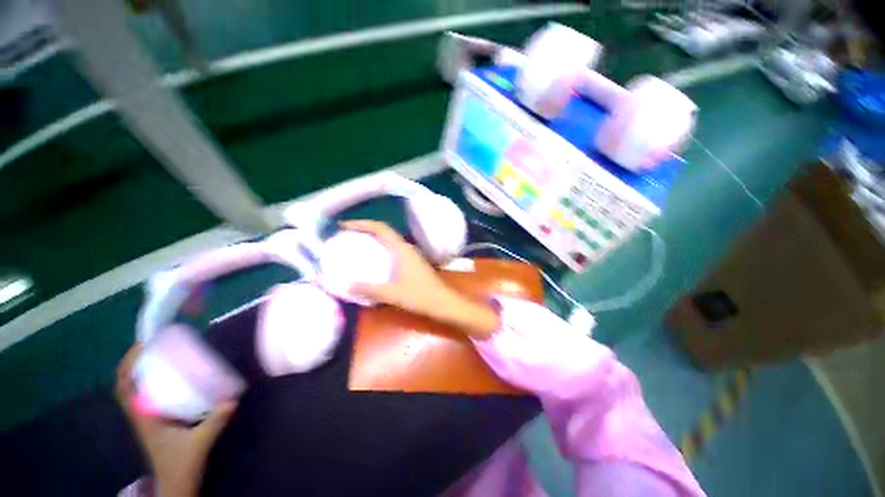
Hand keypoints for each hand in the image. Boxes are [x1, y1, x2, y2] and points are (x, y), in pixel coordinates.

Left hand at [116, 346, 236, 496]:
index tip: (143, 345)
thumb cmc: (181, 465)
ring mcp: (147, 419)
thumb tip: (233, 397)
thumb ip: (215, 420)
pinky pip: (149, 397)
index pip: (125, 387)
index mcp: (144, 418)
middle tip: (155, 345)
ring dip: (142, 372)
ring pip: (136, 390)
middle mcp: (141, 415)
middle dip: (135, 363)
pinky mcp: (157, 422)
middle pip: (127, 385)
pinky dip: (153, 383)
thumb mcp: (199, 443)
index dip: (128, 365)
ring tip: (161, 355)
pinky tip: (171, 378)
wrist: (176, 485)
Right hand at [340, 220, 498, 338]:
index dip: (361, 224)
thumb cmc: (420, 296)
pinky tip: (374, 260)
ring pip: (389, 240)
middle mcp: (406, 247)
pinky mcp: (413, 263)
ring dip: (373, 238)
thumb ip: (369, 289)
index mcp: (401, 249)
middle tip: (346, 235)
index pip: (380, 228)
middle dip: (364, 229)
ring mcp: (411, 254)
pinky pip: (393, 249)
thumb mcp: (392, 294)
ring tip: (356, 244)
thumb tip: (346, 285)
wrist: (444, 303)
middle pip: (384, 231)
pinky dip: (381, 249)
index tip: (343, 226)